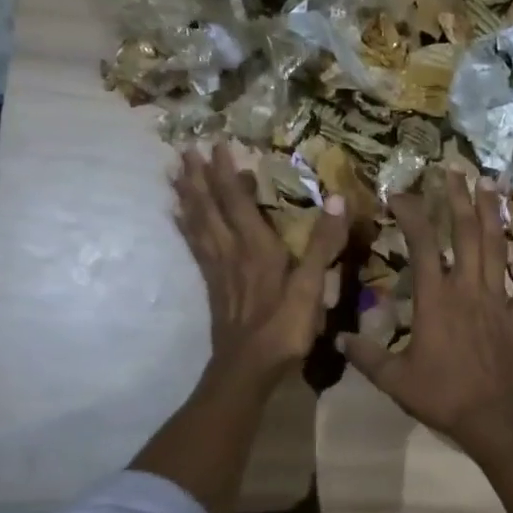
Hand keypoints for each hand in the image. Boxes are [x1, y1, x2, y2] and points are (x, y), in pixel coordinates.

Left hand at [173, 143, 347, 383]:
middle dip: (198, 177)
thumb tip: (338, 199)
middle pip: (209, 207)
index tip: (217, 144)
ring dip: (187, 197)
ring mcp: (218, 269)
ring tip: (174, 174)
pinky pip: (195, 247)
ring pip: (197, 224)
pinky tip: (178, 217)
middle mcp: (231, 250)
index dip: (226, 172)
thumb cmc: (284, 328)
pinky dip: (185, 228)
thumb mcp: (312, 287)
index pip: (237, 200)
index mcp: (256, 247)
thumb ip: (323, 243)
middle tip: (184, 150)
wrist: (247, 369)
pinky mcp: (212, 285)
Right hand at [342, 171, 512, 452]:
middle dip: (458, 198)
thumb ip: (366, 356)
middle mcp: (468, 289)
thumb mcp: (394, 378)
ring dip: (493, 214)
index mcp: (435, 298)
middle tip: (454, 170)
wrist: (494, 419)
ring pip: (497, 248)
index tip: (398, 194)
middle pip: (465, 233)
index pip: (422, 243)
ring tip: (490, 185)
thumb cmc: (441, 395)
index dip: (411, 213)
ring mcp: (498, 300)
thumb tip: (339, 339)